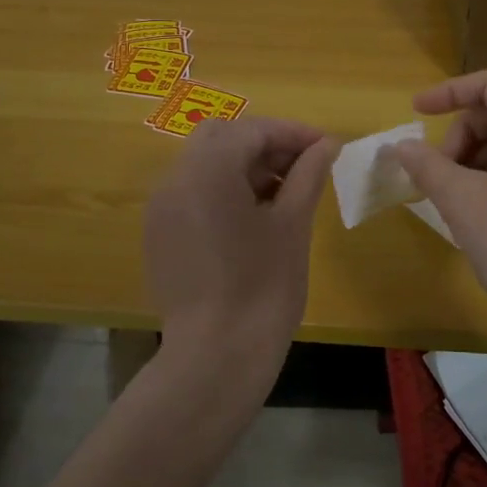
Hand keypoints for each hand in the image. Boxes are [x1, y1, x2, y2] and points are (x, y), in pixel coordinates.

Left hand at [143, 117, 336, 386]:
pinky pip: (192, 193)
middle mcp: (174, 180)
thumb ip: (308, 175)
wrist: (216, 356)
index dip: (293, 133)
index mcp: (207, 170)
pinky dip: (223, 190)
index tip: (327, 147)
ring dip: (243, 166)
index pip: (252, 130)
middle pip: (221, 137)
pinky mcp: (159, 235)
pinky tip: (253, 219)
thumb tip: (327, 145)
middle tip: (302, 167)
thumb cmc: (263, 287)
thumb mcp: (293, 224)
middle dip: (264, 144)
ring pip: (204, 164)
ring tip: (284, 194)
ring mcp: (161, 208)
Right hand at [388, 70, 486, 333]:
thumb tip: (400, 146)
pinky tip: (468, 215)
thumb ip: (426, 164)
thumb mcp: (461, 198)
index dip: (450, 91)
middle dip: (458, 137)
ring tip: (447, 199)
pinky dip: (484, 182)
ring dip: (467, 163)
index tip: (416, 112)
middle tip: (436, 176)